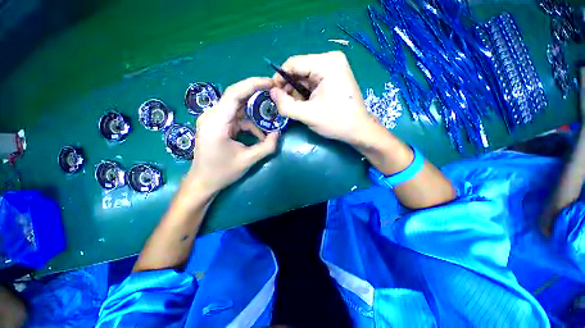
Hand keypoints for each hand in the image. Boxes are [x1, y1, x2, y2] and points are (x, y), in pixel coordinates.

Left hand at [186, 77, 278, 195]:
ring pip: (237, 107)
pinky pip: (235, 117)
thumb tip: (278, 133)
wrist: (203, 182)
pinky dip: (248, 124)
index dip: (253, 84)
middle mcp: (211, 116)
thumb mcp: (248, 160)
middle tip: (274, 94)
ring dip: (254, 112)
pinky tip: (258, 136)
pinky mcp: (216, 125)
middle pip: (235, 96)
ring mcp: (213, 119)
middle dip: (256, 94)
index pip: (234, 94)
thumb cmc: (222, 172)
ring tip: (269, 118)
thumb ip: (267, 146)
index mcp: (216, 123)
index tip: (270, 83)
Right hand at [269, 51, 377, 145]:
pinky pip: (313, 81)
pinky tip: (304, 104)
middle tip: (284, 104)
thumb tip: (271, 93)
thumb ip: (285, 105)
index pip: (293, 63)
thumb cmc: (336, 122)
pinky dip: (305, 92)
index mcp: (326, 63)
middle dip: (289, 87)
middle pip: (299, 70)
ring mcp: (333, 67)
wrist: (358, 129)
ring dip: (296, 92)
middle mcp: (330, 59)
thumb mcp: (307, 115)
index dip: (279, 78)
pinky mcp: (334, 76)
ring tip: (295, 107)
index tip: (273, 94)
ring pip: (305, 77)